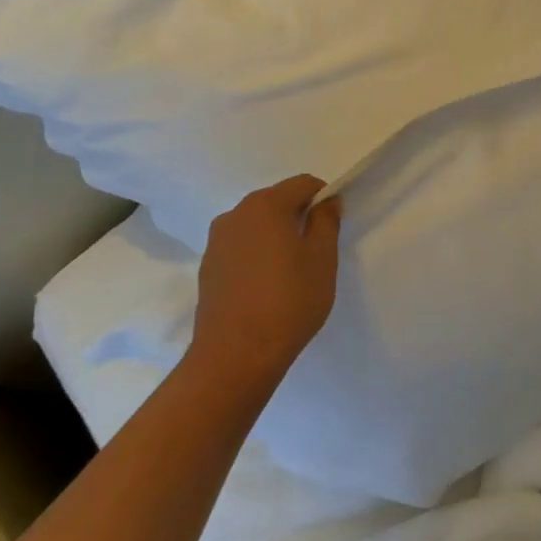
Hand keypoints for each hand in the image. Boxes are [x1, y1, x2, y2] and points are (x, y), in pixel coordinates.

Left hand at [193, 175, 342, 386]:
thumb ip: (326, 222)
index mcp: (266, 205)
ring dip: (275, 236)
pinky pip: (240, 247)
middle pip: (276, 201)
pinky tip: (265, 286)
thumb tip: (326, 202)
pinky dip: (256, 255)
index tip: (333, 225)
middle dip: (298, 216)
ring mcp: (216, 241)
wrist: (234, 356)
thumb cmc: (288, 302)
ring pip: (256, 225)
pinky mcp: (207, 267)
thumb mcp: (322, 259)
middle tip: (316, 250)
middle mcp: (235, 214)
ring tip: (290, 272)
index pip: (303, 184)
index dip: (324, 197)